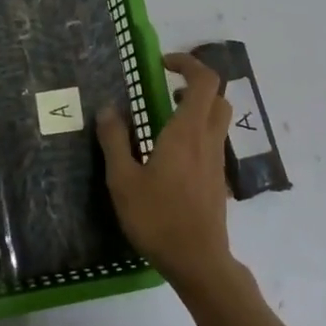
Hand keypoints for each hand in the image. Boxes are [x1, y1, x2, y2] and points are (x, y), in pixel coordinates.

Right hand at [96, 52, 236, 288]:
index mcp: (187, 132)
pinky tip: (170, 156)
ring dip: (197, 109)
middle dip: (194, 84)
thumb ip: (114, 140)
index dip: (187, 63)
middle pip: (217, 97)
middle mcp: (207, 140)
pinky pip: (213, 142)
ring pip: (218, 120)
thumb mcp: (123, 180)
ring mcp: (216, 161)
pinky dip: (197, 133)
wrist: (198, 261)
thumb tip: (108, 108)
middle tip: (165, 90)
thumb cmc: (158, 218)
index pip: (204, 80)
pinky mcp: (218, 180)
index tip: (161, 65)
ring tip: (164, 120)